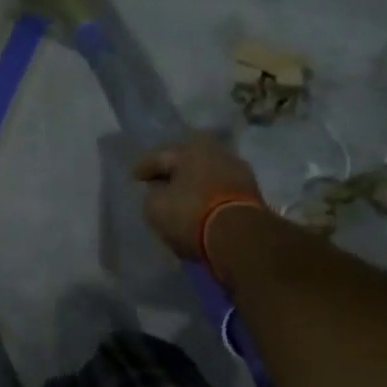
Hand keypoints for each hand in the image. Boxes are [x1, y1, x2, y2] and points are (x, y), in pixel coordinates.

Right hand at [132, 135, 263, 262]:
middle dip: (172, 176)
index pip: (159, 156)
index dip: (143, 169)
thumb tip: (157, 193)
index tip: (134, 179)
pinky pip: (220, 194)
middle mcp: (217, 151)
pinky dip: (209, 200)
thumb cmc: (191, 214)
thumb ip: (152, 195)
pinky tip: (201, 212)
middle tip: (157, 187)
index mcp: (190, 147)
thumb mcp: (155, 207)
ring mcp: (238, 172)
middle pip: (186, 164)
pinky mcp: (253, 196)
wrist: (242, 239)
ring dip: (193, 188)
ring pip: (206, 178)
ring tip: (180, 203)